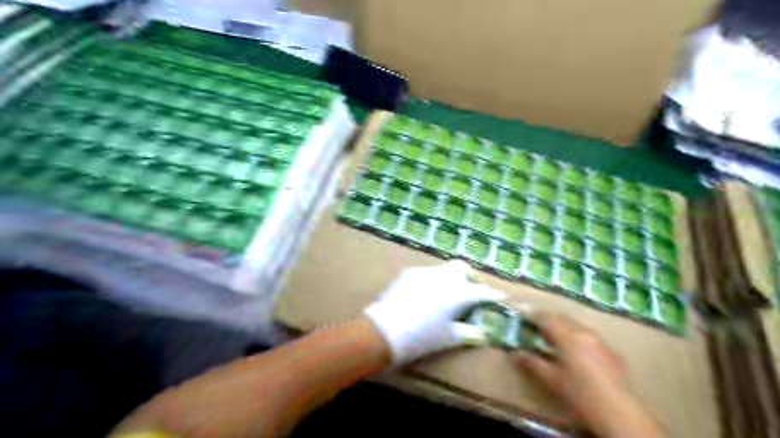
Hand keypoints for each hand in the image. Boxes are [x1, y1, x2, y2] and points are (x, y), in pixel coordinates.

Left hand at [366, 263, 505, 364]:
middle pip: (464, 269)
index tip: (500, 297)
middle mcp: (445, 277)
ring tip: (447, 294)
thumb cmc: (423, 337)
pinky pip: (428, 273)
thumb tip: (485, 332)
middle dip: (471, 278)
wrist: (385, 330)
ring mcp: (426, 272)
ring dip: (452, 278)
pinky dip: (434, 281)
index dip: (493, 295)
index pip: (483, 291)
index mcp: (459, 293)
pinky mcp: (410, 272)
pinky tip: (427, 295)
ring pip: (445, 269)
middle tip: (471, 291)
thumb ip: (471, 333)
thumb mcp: (450, 338)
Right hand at [516, 313, 666, 437]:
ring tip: (555, 341)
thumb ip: (532, 363)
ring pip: (577, 326)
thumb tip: (515, 353)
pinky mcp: (612, 352)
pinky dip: (578, 338)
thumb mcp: (551, 379)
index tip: (522, 319)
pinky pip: (590, 337)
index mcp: (567, 335)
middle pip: (562, 318)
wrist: (620, 413)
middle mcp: (584, 332)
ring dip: (564, 328)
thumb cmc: (580, 394)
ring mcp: (600, 341)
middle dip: (548, 320)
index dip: (532, 316)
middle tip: (536, 329)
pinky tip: (577, 354)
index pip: (545, 317)